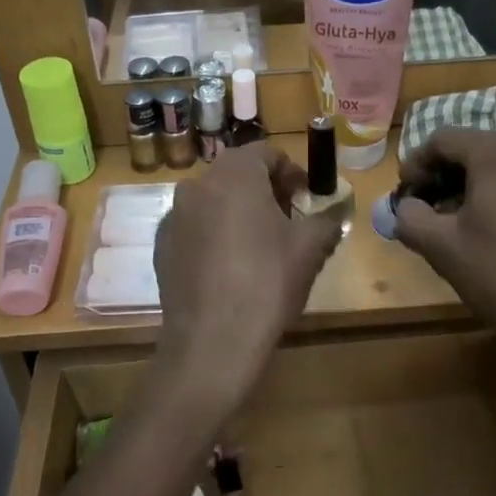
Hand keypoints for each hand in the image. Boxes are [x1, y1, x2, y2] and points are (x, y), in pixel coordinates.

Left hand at [152, 142, 342, 421]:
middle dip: (266, 190)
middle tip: (289, 220)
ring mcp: (174, 216)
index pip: (267, 152)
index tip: (307, 198)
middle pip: (238, 173)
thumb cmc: (267, 284)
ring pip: (214, 199)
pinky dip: (214, 233)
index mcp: (234, 175)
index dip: (292, 172)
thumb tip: (333, 213)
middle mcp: (197, 185)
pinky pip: (195, 226)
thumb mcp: (310, 249)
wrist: (211, 343)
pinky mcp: (161, 245)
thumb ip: (326, 220)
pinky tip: (230, 267)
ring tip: (261, 245)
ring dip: (239, 210)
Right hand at [391, 130, 495, 397]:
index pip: (443, 139)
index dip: (416, 163)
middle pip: (473, 149)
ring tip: (454, 226)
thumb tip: (408, 208)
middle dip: (442, 175)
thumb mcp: (441, 247)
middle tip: (424, 210)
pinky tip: (489, 233)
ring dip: (469, 187)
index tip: (404, 195)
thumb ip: (410, 217)